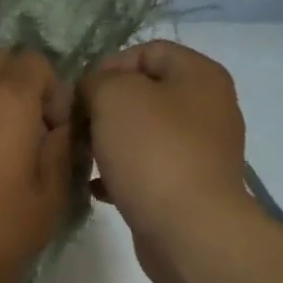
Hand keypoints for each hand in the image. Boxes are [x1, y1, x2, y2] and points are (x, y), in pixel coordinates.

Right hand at [81, 40, 252, 282]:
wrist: (190, 231)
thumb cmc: (154, 154)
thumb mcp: (115, 98)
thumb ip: (97, 81)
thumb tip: (92, 92)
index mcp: (200, 76)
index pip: (148, 50)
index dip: (108, 65)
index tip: (79, 94)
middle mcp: (207, 109)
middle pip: (145, 95)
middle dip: (104, 109)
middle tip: (75, 128)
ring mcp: (200, 152)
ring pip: (143, 136)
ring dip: (108, 144)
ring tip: (80, 159)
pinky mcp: (188, 189)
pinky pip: (147, 171)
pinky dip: (120, 175)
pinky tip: (96, 188)